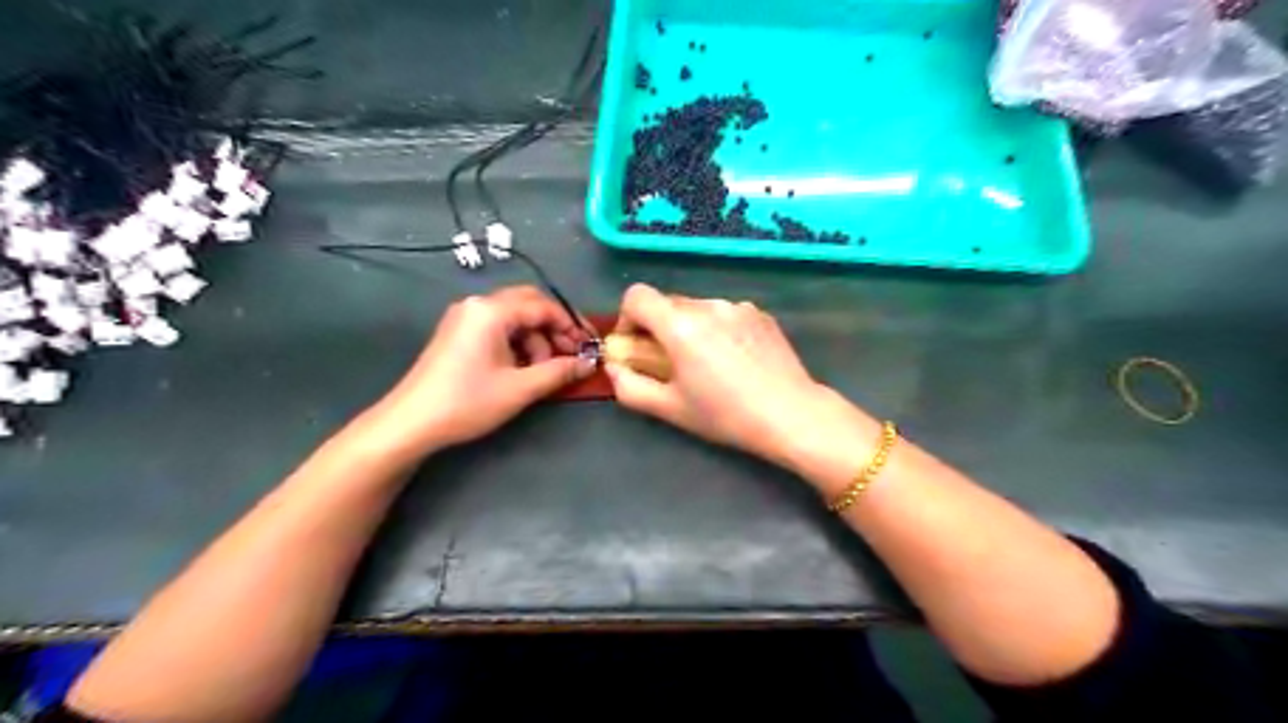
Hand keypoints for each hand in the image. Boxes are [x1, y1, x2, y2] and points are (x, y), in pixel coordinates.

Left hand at [365, 281, 595, 457]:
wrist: (411, 423)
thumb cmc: (468, 402)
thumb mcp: (520, 388)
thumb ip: (559, 372)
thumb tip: (588, 364)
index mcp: (491, 311)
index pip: (543, 306)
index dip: (571, 325)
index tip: (590, 346)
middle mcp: (478, 305)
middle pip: (529, 305)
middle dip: (554, 329)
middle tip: (573, 355)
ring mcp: (465, 318)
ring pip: (514, 318)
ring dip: (536, 339)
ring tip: (544, 370)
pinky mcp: (458, 333)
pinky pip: (498, 328)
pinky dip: (518, 343)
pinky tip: (524, 368)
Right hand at [607, 279, 864, 464]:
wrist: (791, 414)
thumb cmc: (726, 415)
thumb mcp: (669, 409)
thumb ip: (630, 387)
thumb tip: (614, 367)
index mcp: (680, 325)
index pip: (636, 296)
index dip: (626, 318)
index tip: (636, 346)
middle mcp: (707, 305)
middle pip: (667, 303)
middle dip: (659, 328)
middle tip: (671, 363)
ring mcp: (738, 306)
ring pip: (698, 308)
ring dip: (690, 329)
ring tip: (708, 365)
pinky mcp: (760, 313)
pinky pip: (725, 313)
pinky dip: (718, 329)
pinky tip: (735, 360)